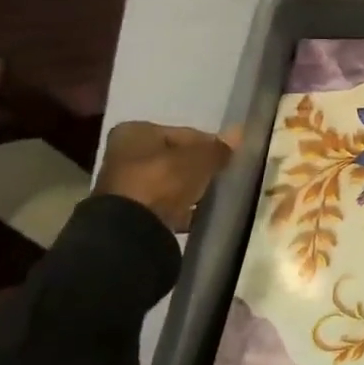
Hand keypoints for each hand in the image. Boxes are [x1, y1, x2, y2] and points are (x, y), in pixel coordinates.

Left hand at [94, 122, 236, 232]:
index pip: (183, 133)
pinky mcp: (129, 215)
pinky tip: (198, 216)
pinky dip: (179, 209)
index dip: (209, 144)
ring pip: (168, 183)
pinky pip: (163, 206)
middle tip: (222, 178)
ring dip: (188, 190)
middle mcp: (124, 155)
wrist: (130, 232)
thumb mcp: (198, 160)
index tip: (228, 157)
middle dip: (197, 168)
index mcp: (135, 132)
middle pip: (173, 158)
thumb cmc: (161, 181)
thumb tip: (239, 132)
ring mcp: (123, 187)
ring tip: (213, 198)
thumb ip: (218, 148)